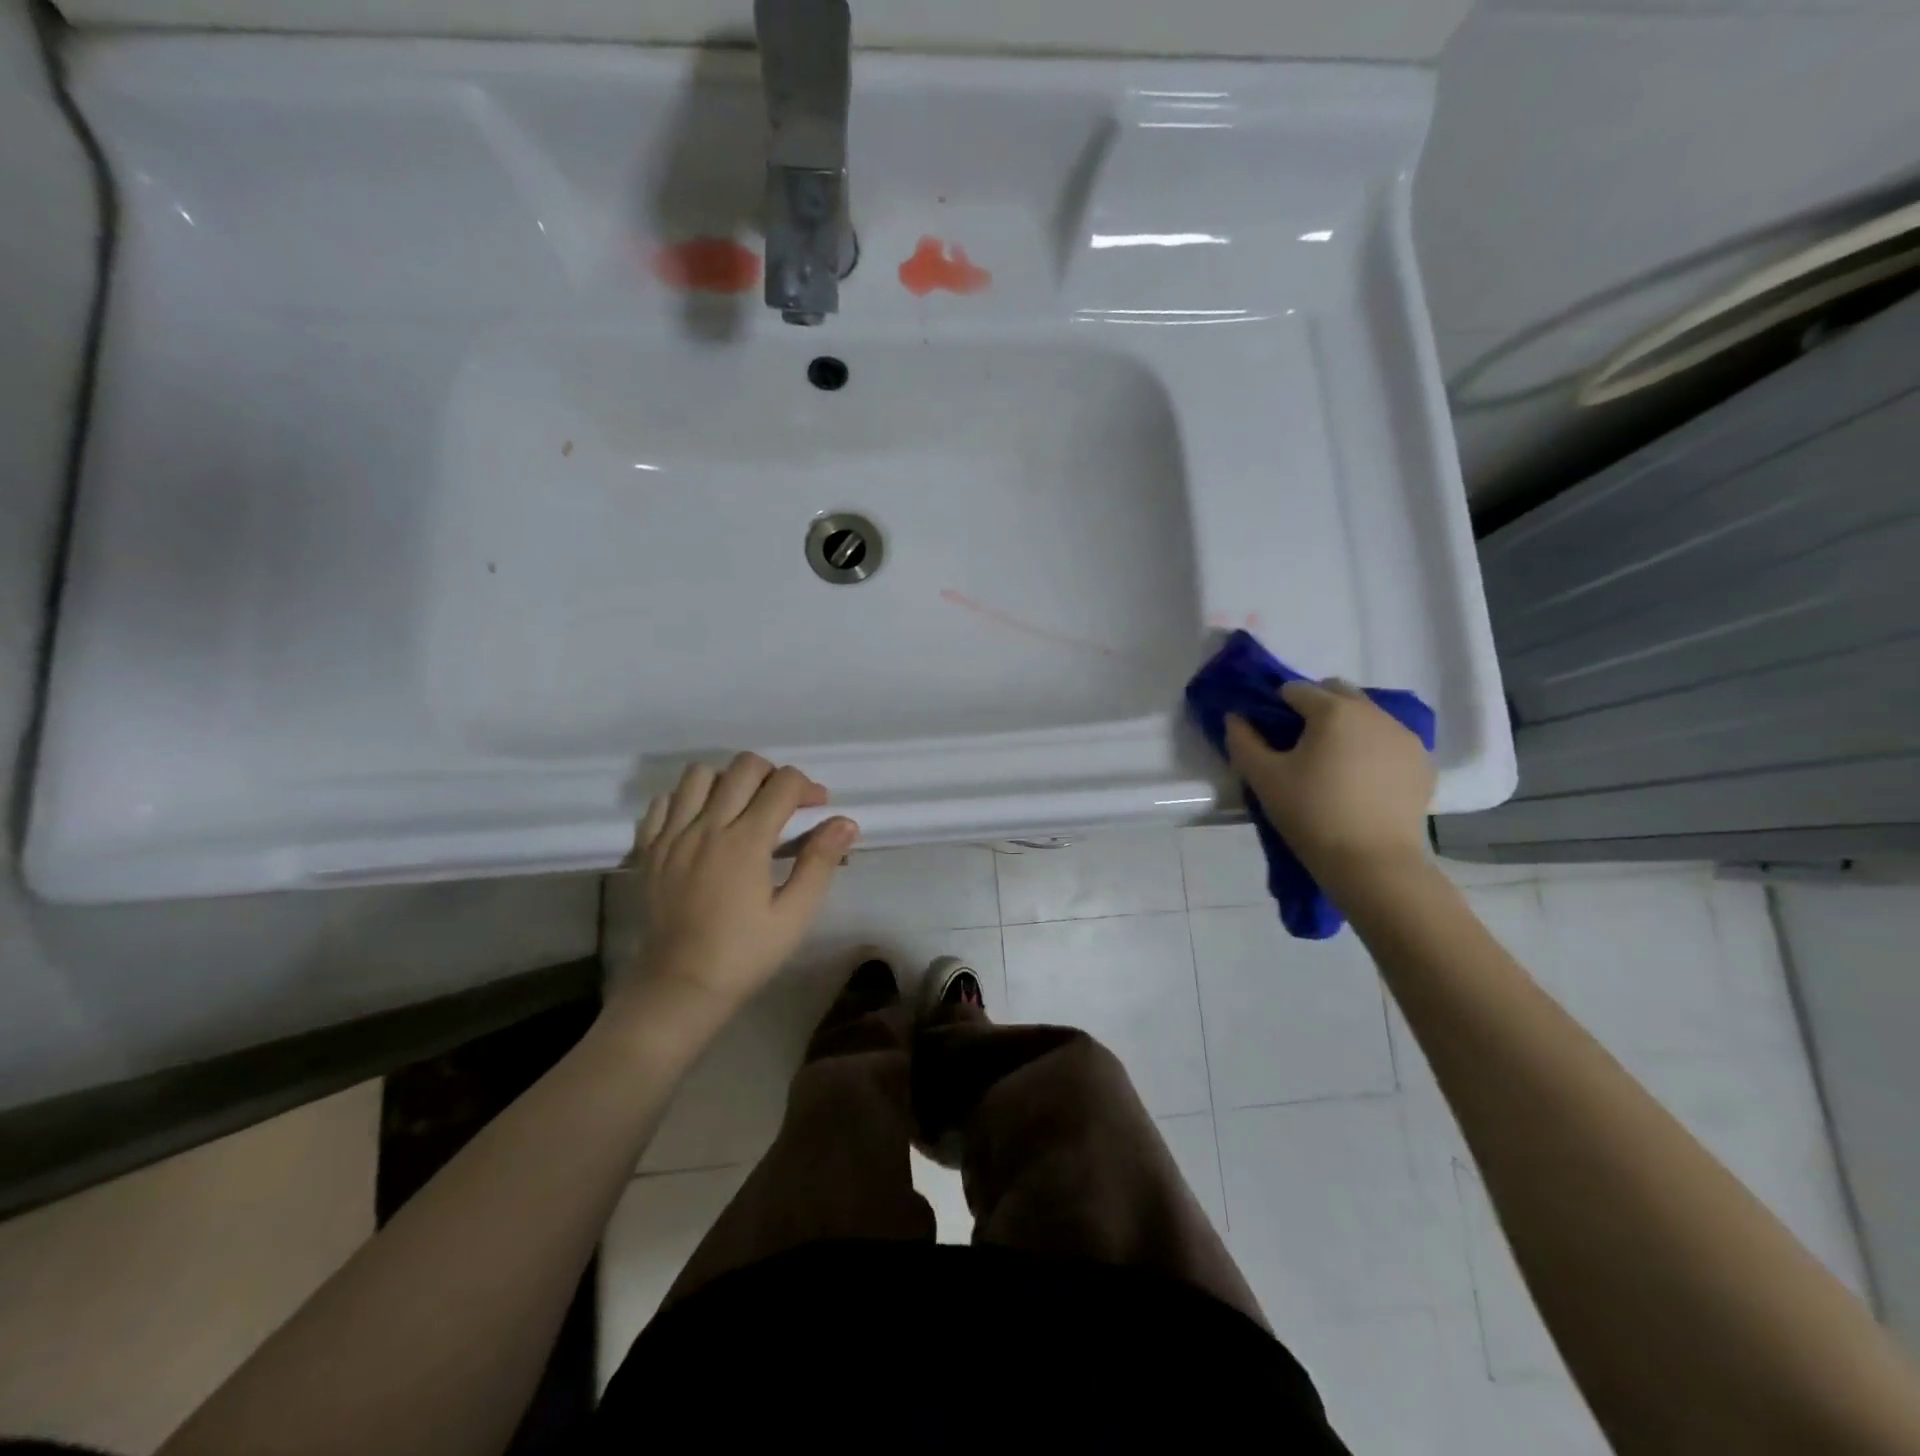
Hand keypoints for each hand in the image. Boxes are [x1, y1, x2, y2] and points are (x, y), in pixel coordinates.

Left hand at [628, 754, 858, 1012]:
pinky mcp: (649, 849)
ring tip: (741, 807)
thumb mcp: (795, 914)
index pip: (783, 784)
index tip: (819, 808)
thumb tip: (845, 822)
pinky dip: (686, 801)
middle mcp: (707, 826)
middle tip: (784, 804)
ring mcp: (672, 835)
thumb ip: (820, 862)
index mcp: (746, 841)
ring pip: (699, 775)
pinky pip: (663, 802)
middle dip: (772, 775)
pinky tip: (701, 824)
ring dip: (727, 780)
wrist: (680, 987)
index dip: (808, 787)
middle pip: (743, 766)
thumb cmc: (745, 954)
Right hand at [1225, 679, 1434, 879]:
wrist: (1372, 863)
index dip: (1276, 707)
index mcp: (1333, 710)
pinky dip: (1372, 747)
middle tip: (1300, 747)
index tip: (1270, 736)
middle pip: (1336, 692)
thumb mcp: (1263, 778)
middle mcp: (1374, 712)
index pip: (1295, 690)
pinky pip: (1389, 739)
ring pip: (1366, 714)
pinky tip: (1362, 780)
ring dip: (1346, 726)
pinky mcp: (1422, 761)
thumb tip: (1236, 717)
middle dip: (1315, 708)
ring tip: (1333, 765)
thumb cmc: (1311, 814)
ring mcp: (1404, 736)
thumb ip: (1243, 740)